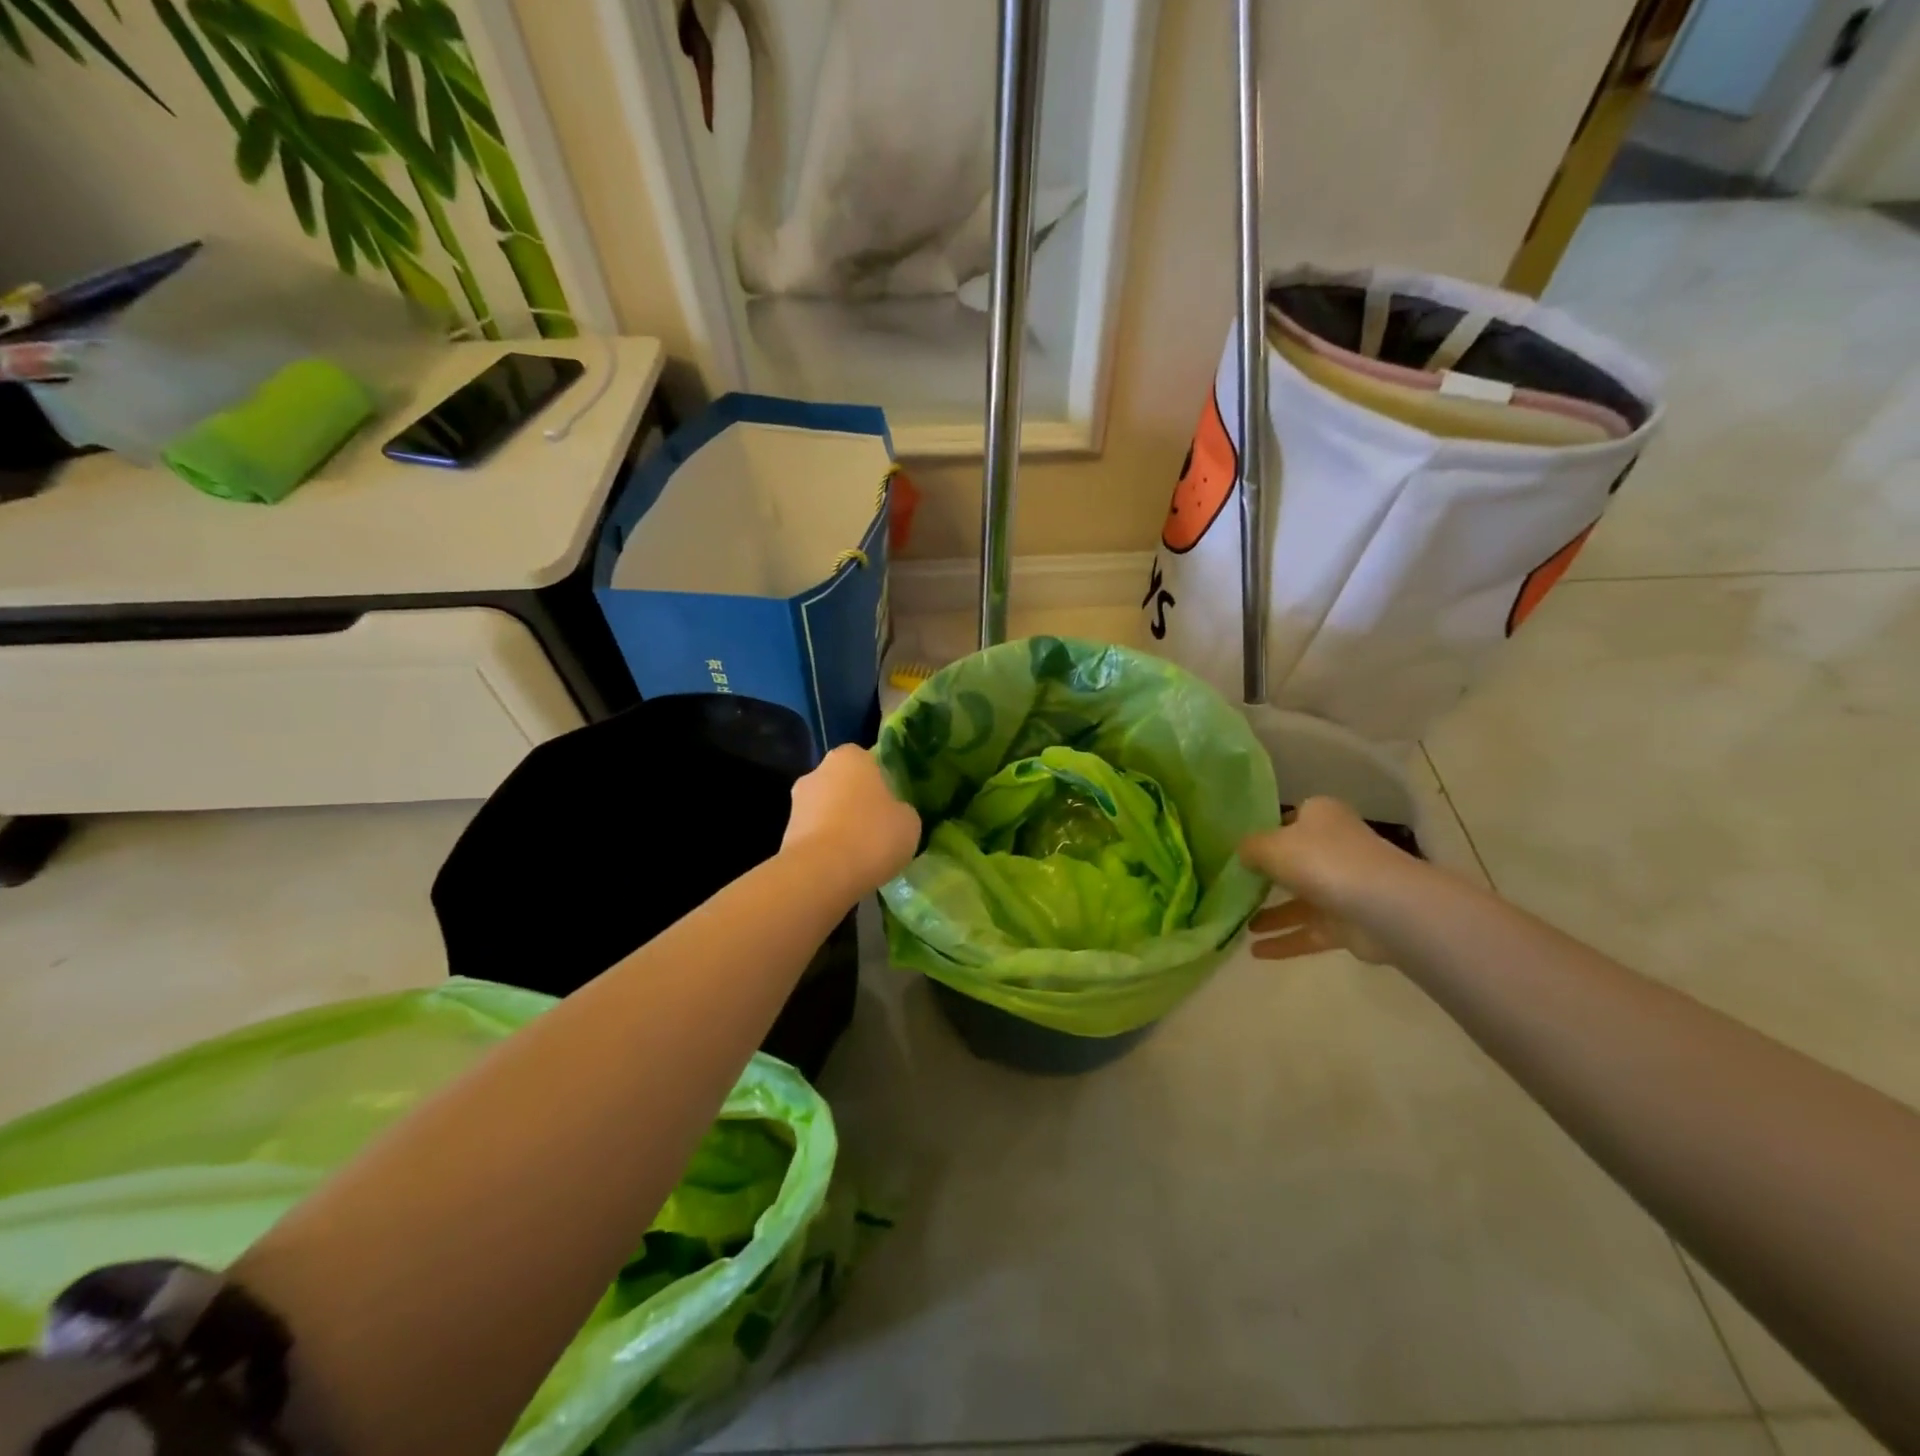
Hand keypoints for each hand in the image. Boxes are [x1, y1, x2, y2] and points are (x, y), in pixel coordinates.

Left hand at [783, 745, 921, 894]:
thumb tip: (894, 814)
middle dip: (857, 802)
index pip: (870, 761)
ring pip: (827, 809)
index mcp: (851, 756)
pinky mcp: (785, 833)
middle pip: (844, 784)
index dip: (882, 783)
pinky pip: (815, 835)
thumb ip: (901, 810)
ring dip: (840, 825)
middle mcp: (819, 770)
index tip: (893, 805)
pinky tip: (842, 866)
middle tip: (878, 829)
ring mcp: (797, 801)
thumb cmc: (872, 835)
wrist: (821, 874)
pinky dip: (826, 846)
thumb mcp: (909, 822)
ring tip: (860, 854)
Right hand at [1238, 797, 1412, 963]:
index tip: (1240, 849)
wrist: (1382, 907)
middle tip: (1233, 888)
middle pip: (1294, 861)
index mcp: (1320, 817)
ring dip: (1272, 914)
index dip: (1265, 831)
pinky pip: (1309, 932)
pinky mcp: (1349, 924)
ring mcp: (1344, 887)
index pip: (1289, 819)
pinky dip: (1285, 941)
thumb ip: (1250, 848)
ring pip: (1300, 901)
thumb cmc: (1321, 860)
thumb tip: (1243, 854)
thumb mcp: (1271, 846)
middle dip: (1266, 877)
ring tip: (1240, 926)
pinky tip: (1255, 952)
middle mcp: (1335, 848)